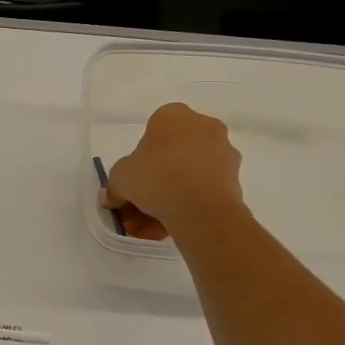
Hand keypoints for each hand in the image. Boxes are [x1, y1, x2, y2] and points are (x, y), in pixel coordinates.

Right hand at [101, 103, 245, 241]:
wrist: (200, 207)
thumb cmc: (156, 177)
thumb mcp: (121, 179)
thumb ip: (114, 186)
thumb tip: (110, 197)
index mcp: (174, 115)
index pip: (152, 133)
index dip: (138, 161)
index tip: (131, 183)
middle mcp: (204, 126)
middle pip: (171, 157)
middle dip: (152, 185)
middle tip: (137, 211)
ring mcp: (223, 153)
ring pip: (188, 177)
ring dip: (168, 200)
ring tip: (151, 228)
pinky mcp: (234, 180)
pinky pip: (203, 191)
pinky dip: (188, 207)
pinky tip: (171, 228)